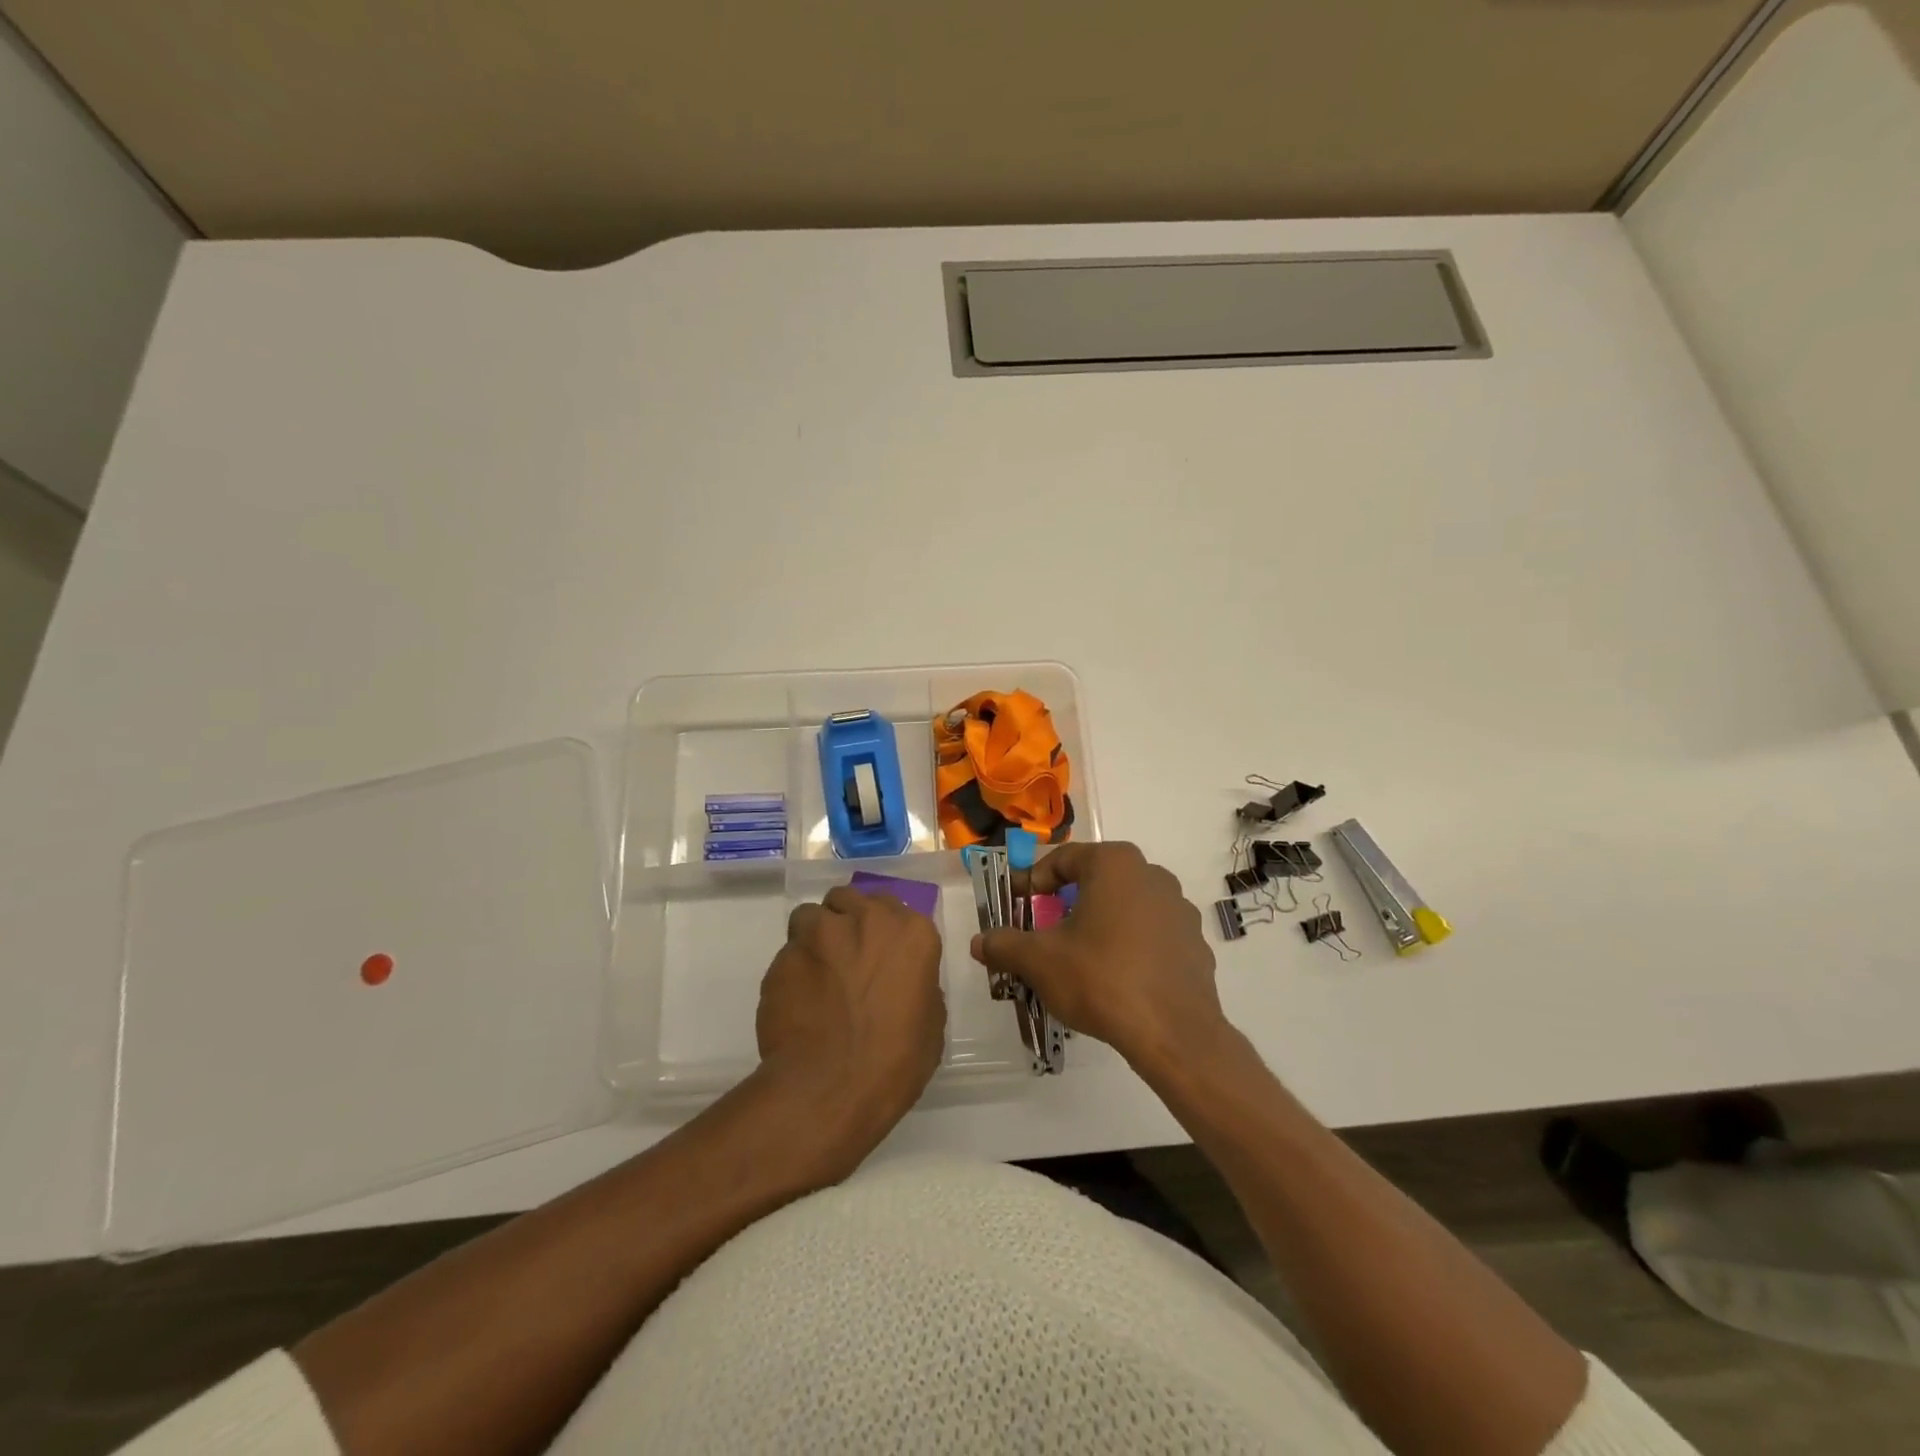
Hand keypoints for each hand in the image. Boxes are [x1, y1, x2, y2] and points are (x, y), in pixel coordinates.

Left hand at [756, 886, 945, 1163]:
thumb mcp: (930, 1023)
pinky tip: (796, 1001)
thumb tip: (901, 981)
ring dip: (815, 937)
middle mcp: (865, 920)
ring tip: (815, 974)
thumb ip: (917, 985)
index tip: (878, 953)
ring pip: (811, 916)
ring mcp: (819, 934)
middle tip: (846, 956)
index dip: (882, 929)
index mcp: (911, 933)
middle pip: (849, 899)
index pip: (892, 907)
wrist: (830, 1089)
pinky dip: (793, 970)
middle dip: (846, 920)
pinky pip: (788, 953)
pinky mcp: (783, 957)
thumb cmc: (894, 1061)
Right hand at [972, 842, 1226, 1073]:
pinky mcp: (1194, 942)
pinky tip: (1115, 977)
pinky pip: (1151, 934)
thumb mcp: (1040, 961)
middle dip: (1066, 903)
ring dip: (1099, 923)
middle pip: (1096, 881)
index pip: (1063, 860)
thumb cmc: (1100, 979)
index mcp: (1114, 864)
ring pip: (1125, 906)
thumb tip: (980, 942)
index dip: (1033, 881)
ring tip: (1078, 957)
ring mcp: (1179, 908)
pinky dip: (1129, 945)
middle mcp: (1151, 874)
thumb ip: (1005, 945)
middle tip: (1044, 931)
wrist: (1173, 1033)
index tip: (1016, 905)